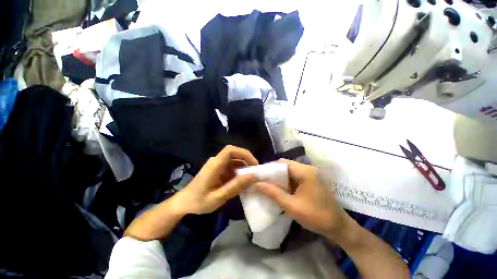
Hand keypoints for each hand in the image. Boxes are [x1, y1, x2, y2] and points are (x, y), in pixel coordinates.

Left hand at [177, 145, 257, 214]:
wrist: (184, 203)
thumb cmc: (198, 201)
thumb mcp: (218, 197)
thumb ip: (235, 186)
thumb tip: (253, 176)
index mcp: (215, 165)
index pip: (230, 150)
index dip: (244, 153)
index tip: (253, 164)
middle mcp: (216, 161)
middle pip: (234, 154)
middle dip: (246, 161)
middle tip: (254, 172)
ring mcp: (216, 165)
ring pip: (234, 161)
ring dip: (243, 168)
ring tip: (249, 179)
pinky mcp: (217, 169)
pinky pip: (231, 167)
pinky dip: (238, 172)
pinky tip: (241, 182)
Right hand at [254, 159, 345, 236]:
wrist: (338, 227)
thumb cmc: (316, 216)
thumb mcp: (292, 206)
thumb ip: (273, 193)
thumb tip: (256, 184)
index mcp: (305, 171)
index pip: (282, 163)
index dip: (269, 168)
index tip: (259, 176)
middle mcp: (307, 168)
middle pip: (285, 165)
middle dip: (273, 173)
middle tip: (262, 181)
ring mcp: (310, 174)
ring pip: (289, 171)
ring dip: (279, 177)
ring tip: (268, 184)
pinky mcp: (310, 179)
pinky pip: (294, 176)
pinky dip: (286, 181)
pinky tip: (280, 188)